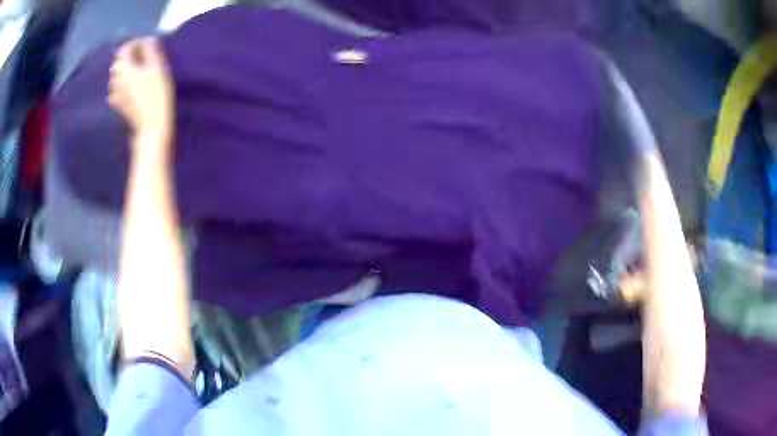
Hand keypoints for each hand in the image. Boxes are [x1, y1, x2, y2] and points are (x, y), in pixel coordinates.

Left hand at [108, 38, 173, 154]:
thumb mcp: (158, 67)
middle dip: (130, 56)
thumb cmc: (157, 94)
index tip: (148, 43)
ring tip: (139, 69)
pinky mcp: (118, 104)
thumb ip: (151, 50)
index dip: (136, 43)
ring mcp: (115, 93)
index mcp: (125, 69)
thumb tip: (148, 40)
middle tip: (144, 56)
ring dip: (126, 69)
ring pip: (117, 74)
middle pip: (119, 61)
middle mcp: (116, 80)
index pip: (125, 49)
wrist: (152, 124)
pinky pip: (117, 88)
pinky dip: (123, 82)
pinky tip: (132, 85)